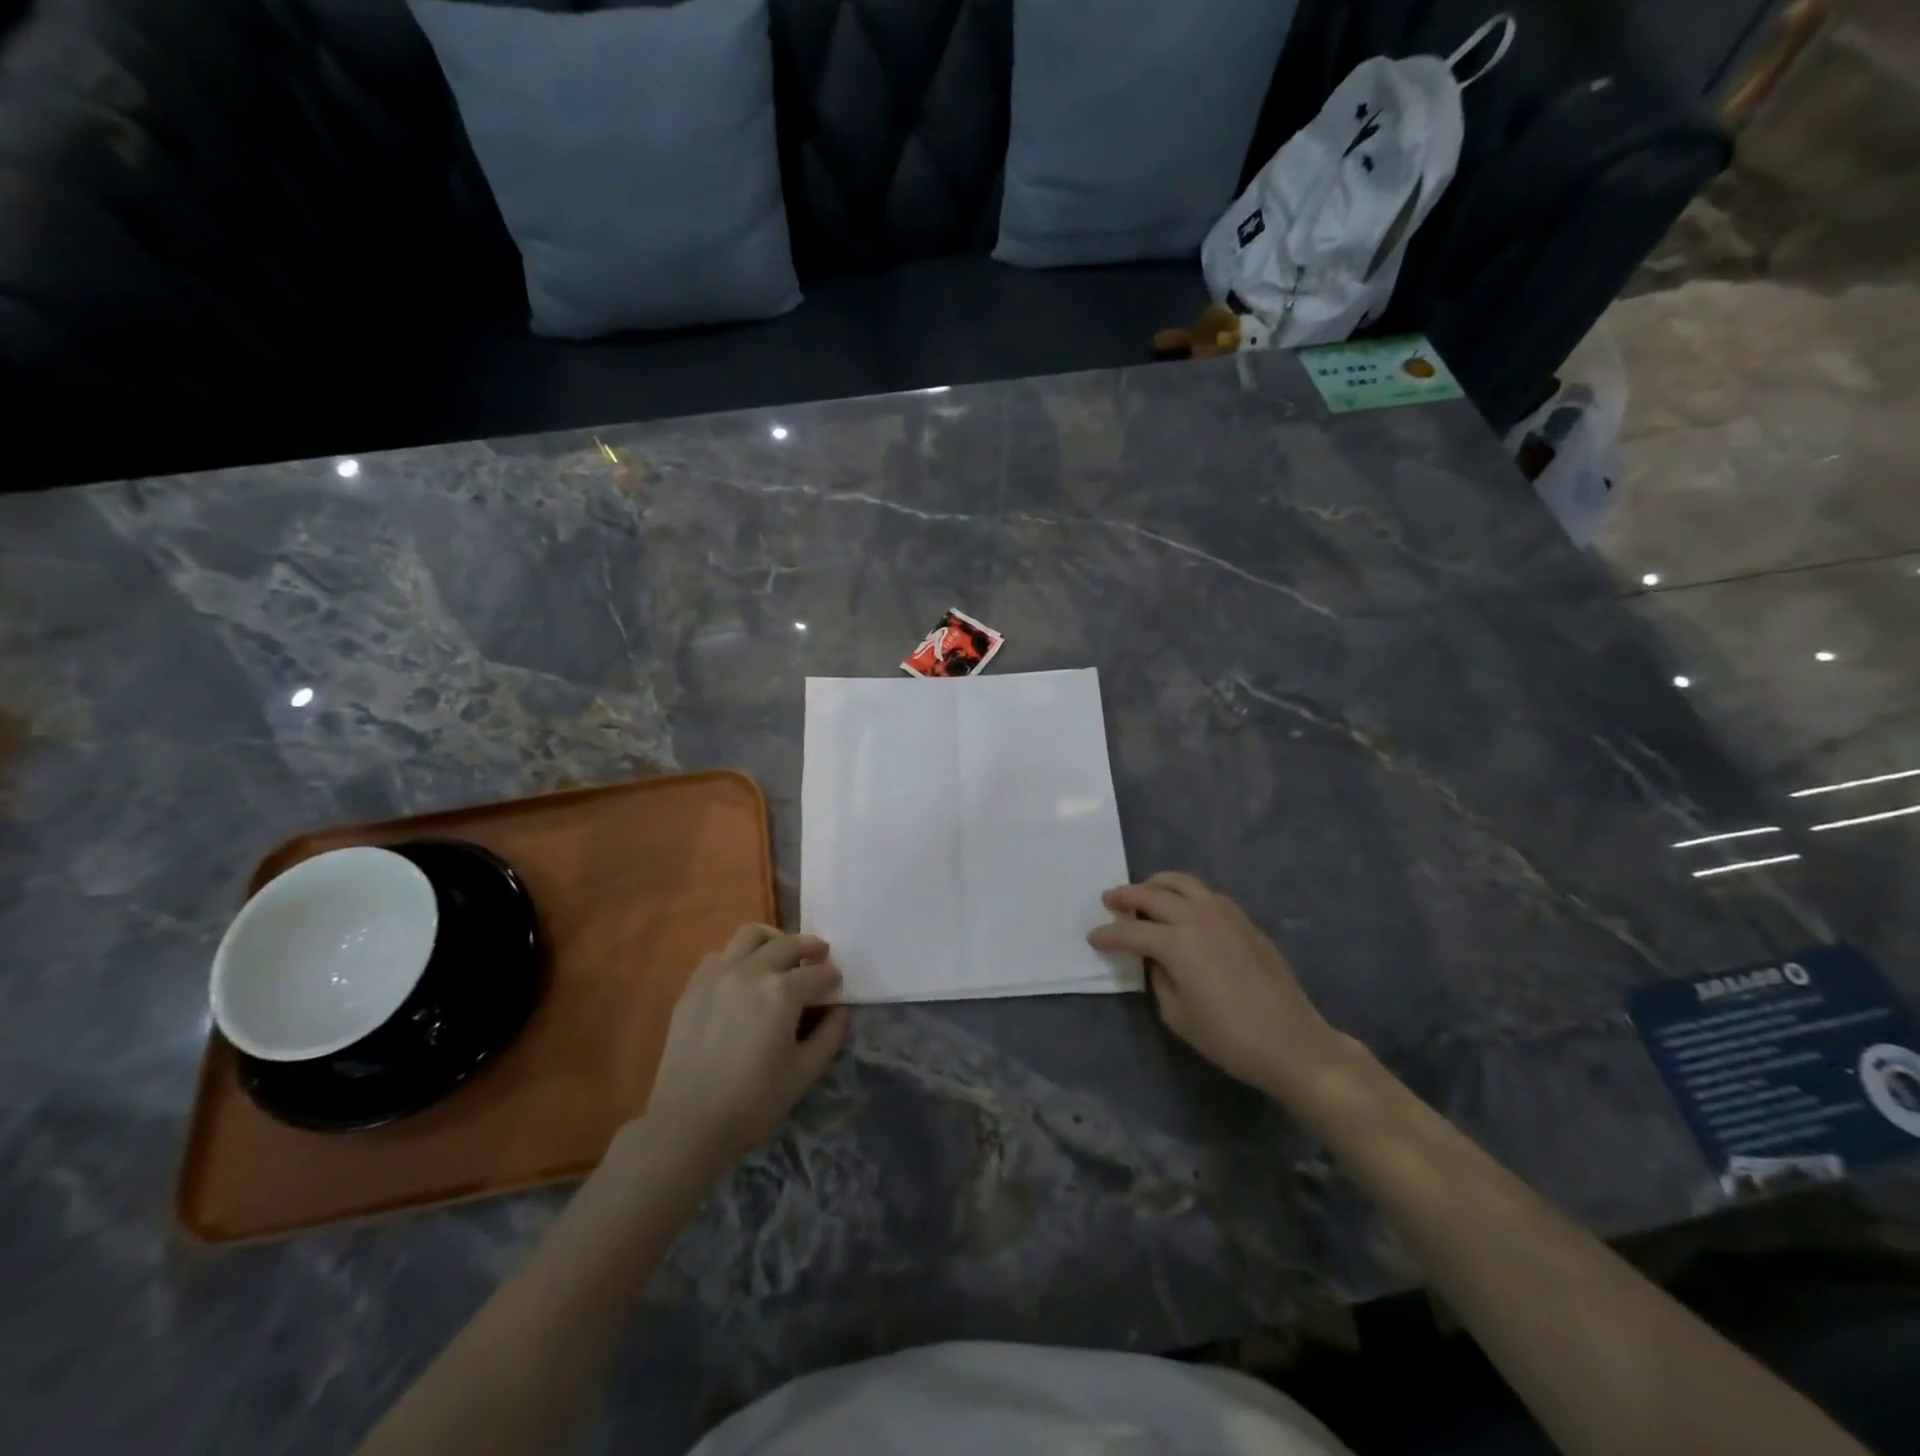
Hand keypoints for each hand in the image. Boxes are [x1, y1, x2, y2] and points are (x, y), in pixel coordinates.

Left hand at [643, 925, 848, 1168]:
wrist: (686, 1124)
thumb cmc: (753, 1102)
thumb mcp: (804, 1073)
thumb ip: (829, 1035)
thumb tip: (839, 1009)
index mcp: (782, 992)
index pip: (818, 973)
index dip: (832, 977)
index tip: (836, 985)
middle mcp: (752, 971)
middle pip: (789, 944)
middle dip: (810, 947)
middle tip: (819, 958)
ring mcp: (718, 974)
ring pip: (750, 935)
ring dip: (773, 940)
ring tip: (780, 954)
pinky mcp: (693, 987)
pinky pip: (720, 955)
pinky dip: (738, 956)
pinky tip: (743, 976)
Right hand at [1088, 872, 1346, 1095]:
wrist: (1292, 1043)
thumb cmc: (1229, 1037)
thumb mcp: (1177, 1015)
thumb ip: (1158, 978)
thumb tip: (1155, 959)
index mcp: (1176, 942)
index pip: (1130, 932)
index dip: (1108, 935)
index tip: (1092, 937)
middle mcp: (1197, 917)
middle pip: (1152, 896)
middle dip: (1125, 897)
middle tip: (1108, 899)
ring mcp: (1224, 914)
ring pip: (1182, 883)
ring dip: (1156, 884)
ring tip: (1142, 893)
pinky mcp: (1244, 920)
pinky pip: (1206, 894)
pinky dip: (1185, 892)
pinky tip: (1181, 906)